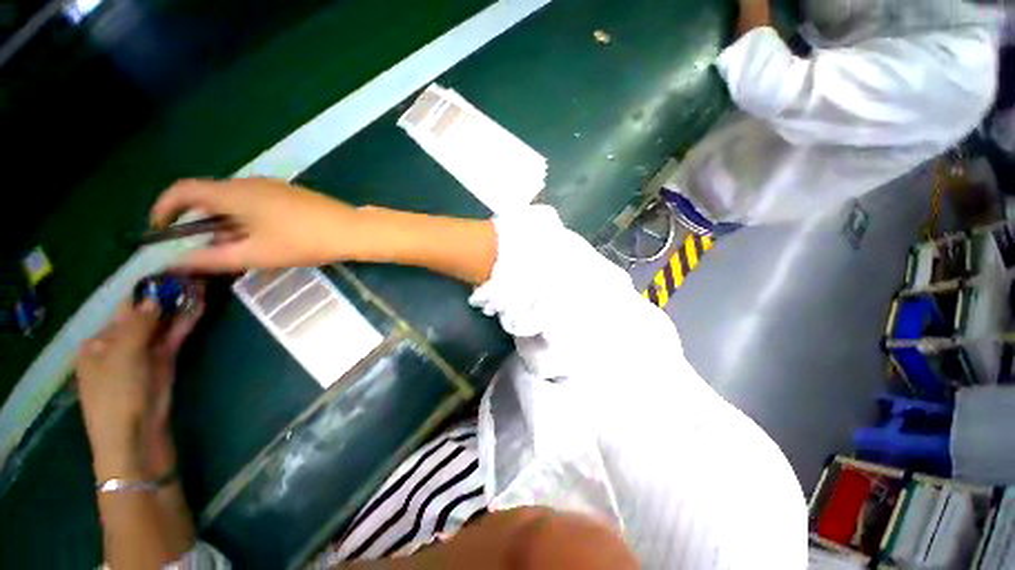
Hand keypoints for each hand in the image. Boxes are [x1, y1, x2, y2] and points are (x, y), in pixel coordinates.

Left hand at [75, 293, 204, 480]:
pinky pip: (172, 342)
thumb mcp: (122, 358)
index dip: (147, 293)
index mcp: (98, 344)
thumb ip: (137, 325)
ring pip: (162, 328)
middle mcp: (118, 348)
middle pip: (145, 318)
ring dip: (179, 311)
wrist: (135, 442)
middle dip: (167, 300)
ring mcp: (142, 359)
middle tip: (192, 279)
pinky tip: (197, 311)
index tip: (170, 276)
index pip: (125, 310)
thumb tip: (153, 297)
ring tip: (201, 289)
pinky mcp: (162, 369)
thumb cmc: (117, 399)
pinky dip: (183, 327)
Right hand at [151, 178, 362, 272]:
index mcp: (233, 192)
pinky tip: (262, 240)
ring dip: (226, 224)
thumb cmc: (303, 242)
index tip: (158, 230)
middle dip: (199, 223)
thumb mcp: (254, 254)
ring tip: (238, 250)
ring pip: (234, 202)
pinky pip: (255, 203)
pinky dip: (246, 220)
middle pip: (209, 197)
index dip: (163, 207)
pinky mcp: (289, 194)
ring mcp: (272, 186)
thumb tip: (177, 262)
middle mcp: (249, 183)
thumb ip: (212, 258)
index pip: (183, 189)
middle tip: (206, 250)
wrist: (351, 231)